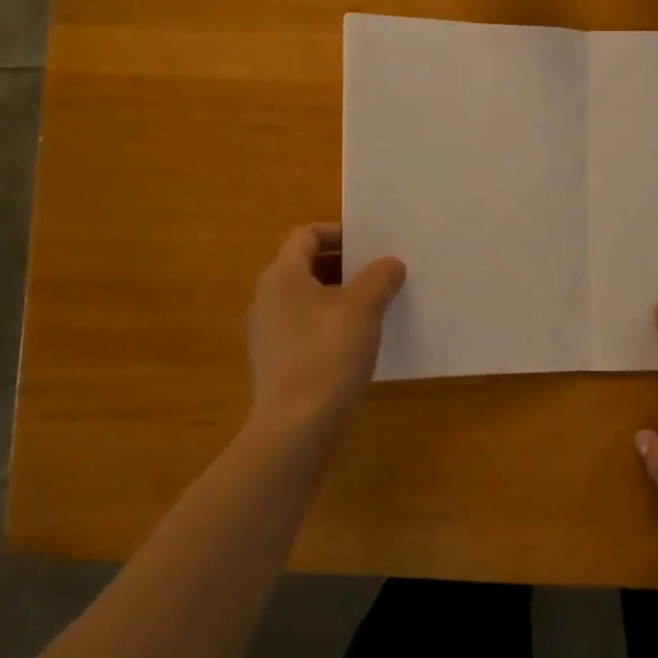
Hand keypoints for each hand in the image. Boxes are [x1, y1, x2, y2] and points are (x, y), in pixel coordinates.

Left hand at [247, 223, 405, 435]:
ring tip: (375, 306)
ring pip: (307, 298)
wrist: (296, 425)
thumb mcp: (363, 308)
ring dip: (339, 295)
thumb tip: (390, 264)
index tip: (370, 243)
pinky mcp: (275, 361)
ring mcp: (268, 332)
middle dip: (344, 265)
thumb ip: (380, 276)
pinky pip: (305, 327)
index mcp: (282, 275)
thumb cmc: (328, 353)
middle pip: (306, 265)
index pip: (306, 235)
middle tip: (379, 272)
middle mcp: (267, 297)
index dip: (338, 232)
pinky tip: (356, 342)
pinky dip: (330, 323)